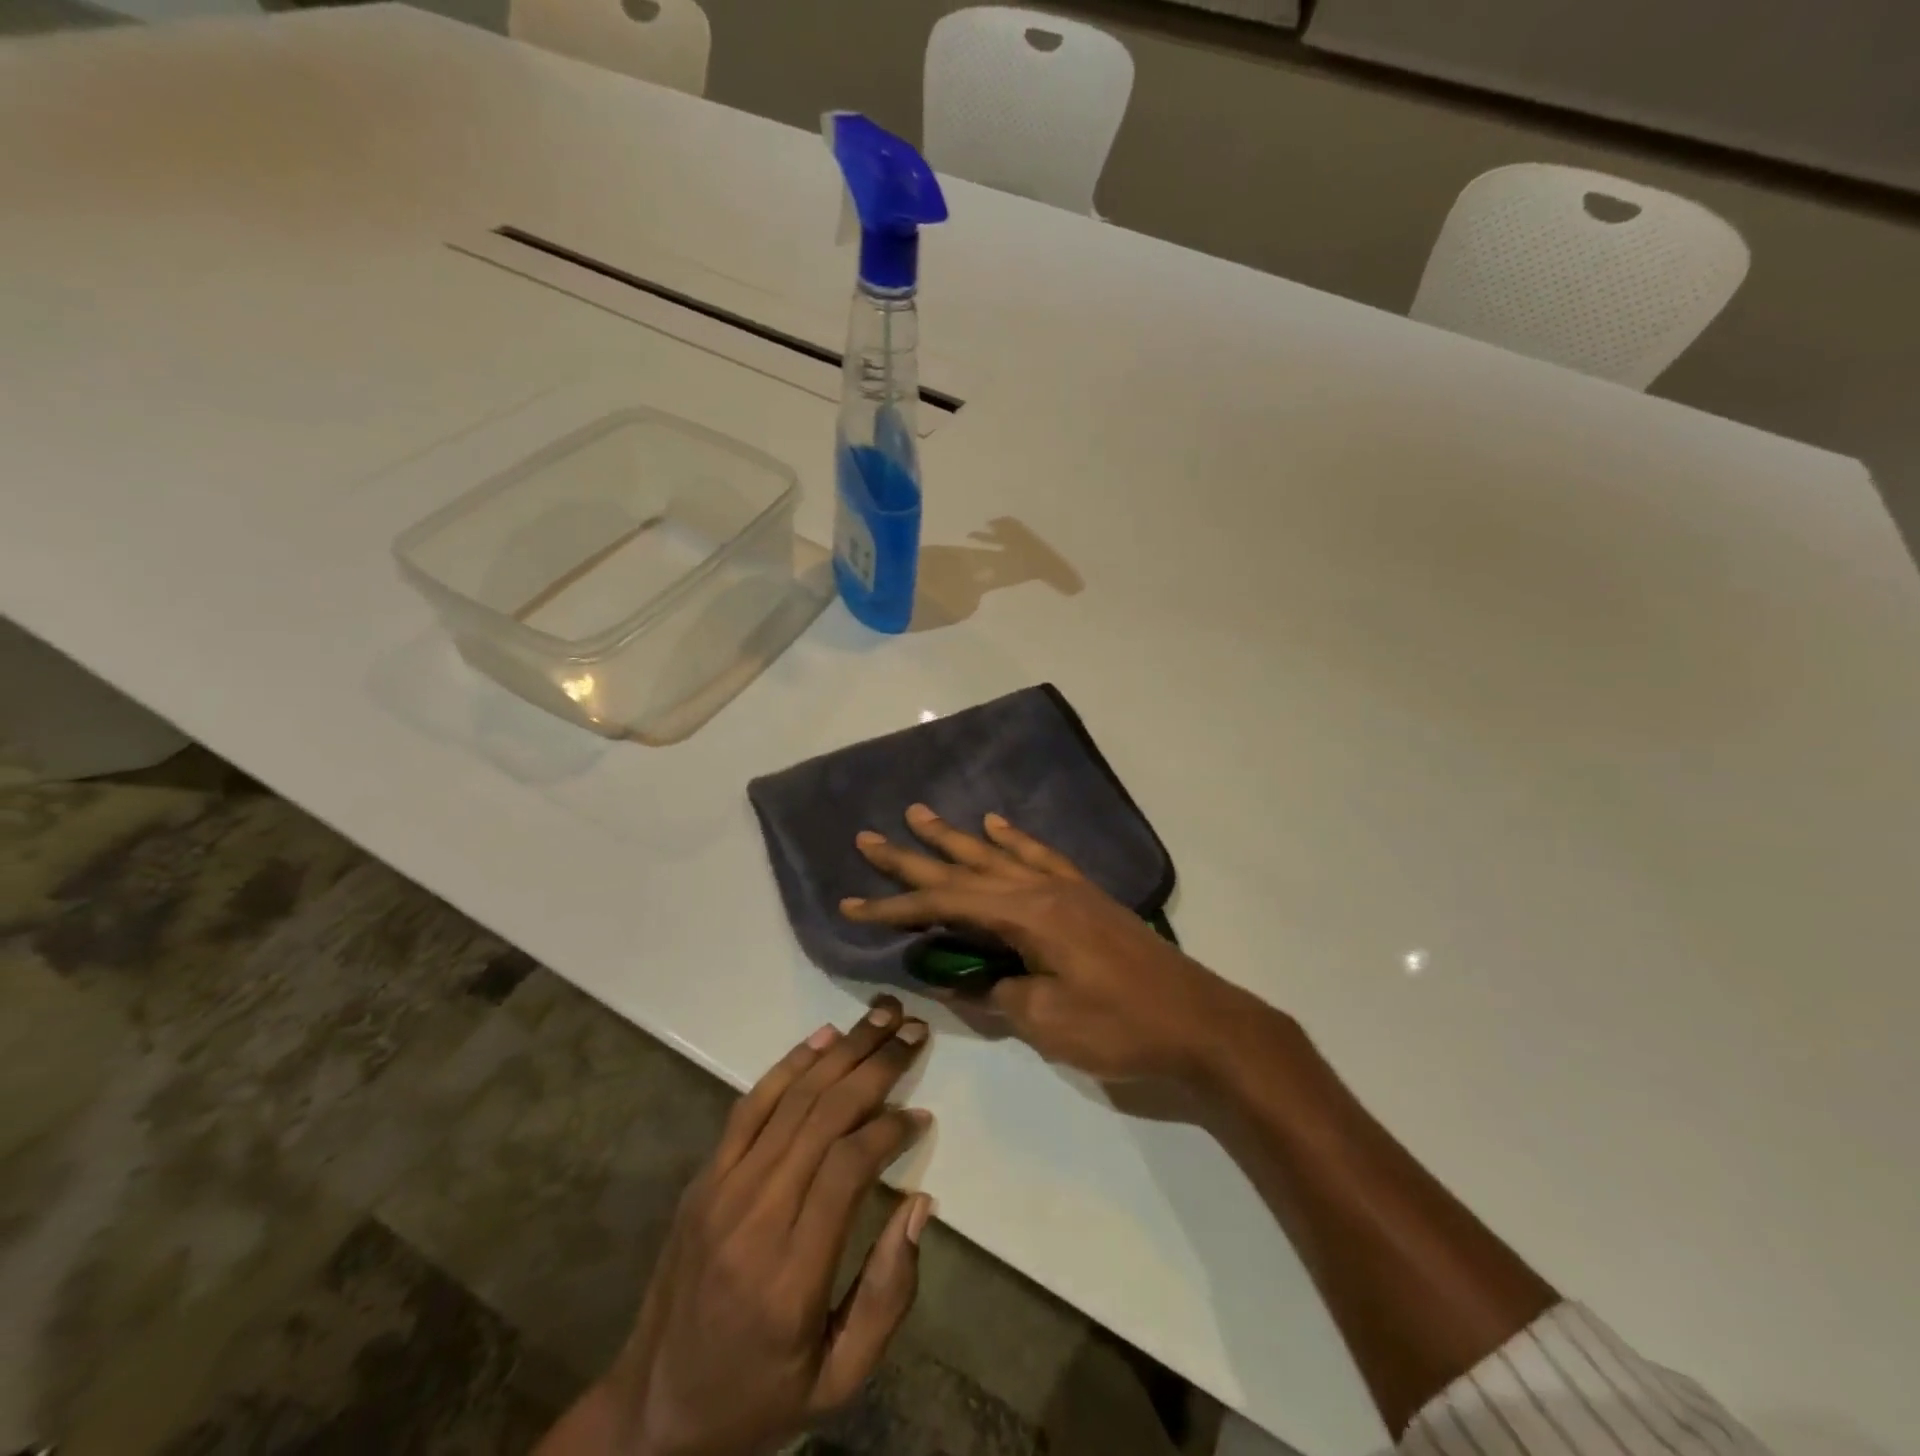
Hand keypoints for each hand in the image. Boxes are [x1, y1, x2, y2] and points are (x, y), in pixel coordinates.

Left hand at [539, 1000, 934, 1455]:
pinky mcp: (704, 1177)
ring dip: (842, 1051)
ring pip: (791, 1099)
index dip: (889, 1128)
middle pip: (822, 1116)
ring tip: (882, 1016)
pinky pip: (750, 1106)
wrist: (652, 1412)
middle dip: (875, 1066)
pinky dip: (790, 1065)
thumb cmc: (759, 1400)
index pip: (847, 1168)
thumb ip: (888, 1296)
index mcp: (790, 1274)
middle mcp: (753, 1217)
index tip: (920, 1113)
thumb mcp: (838, 1381)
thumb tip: (919, 1203)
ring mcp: (721, 1189)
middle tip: (914, 1032)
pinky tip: (824, 1038)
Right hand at [841, 805, 1269, 1084]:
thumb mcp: (1048, 1021)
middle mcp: (1041, 889)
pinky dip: (1013, 839)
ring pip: (996, 854)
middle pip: (964, 868)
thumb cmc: (1121, 1026)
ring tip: (921, 815)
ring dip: (955, 837)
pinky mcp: (1085, 896)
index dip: (896, 907)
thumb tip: (958, 978)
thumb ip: (997, 993)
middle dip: (913, 857)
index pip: (945, 905)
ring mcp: (1066, 888)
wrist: (1200, 1021)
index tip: (853, 904)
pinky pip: (1039, 855)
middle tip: (871, 837)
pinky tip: (996, 825)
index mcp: (1027, 916)